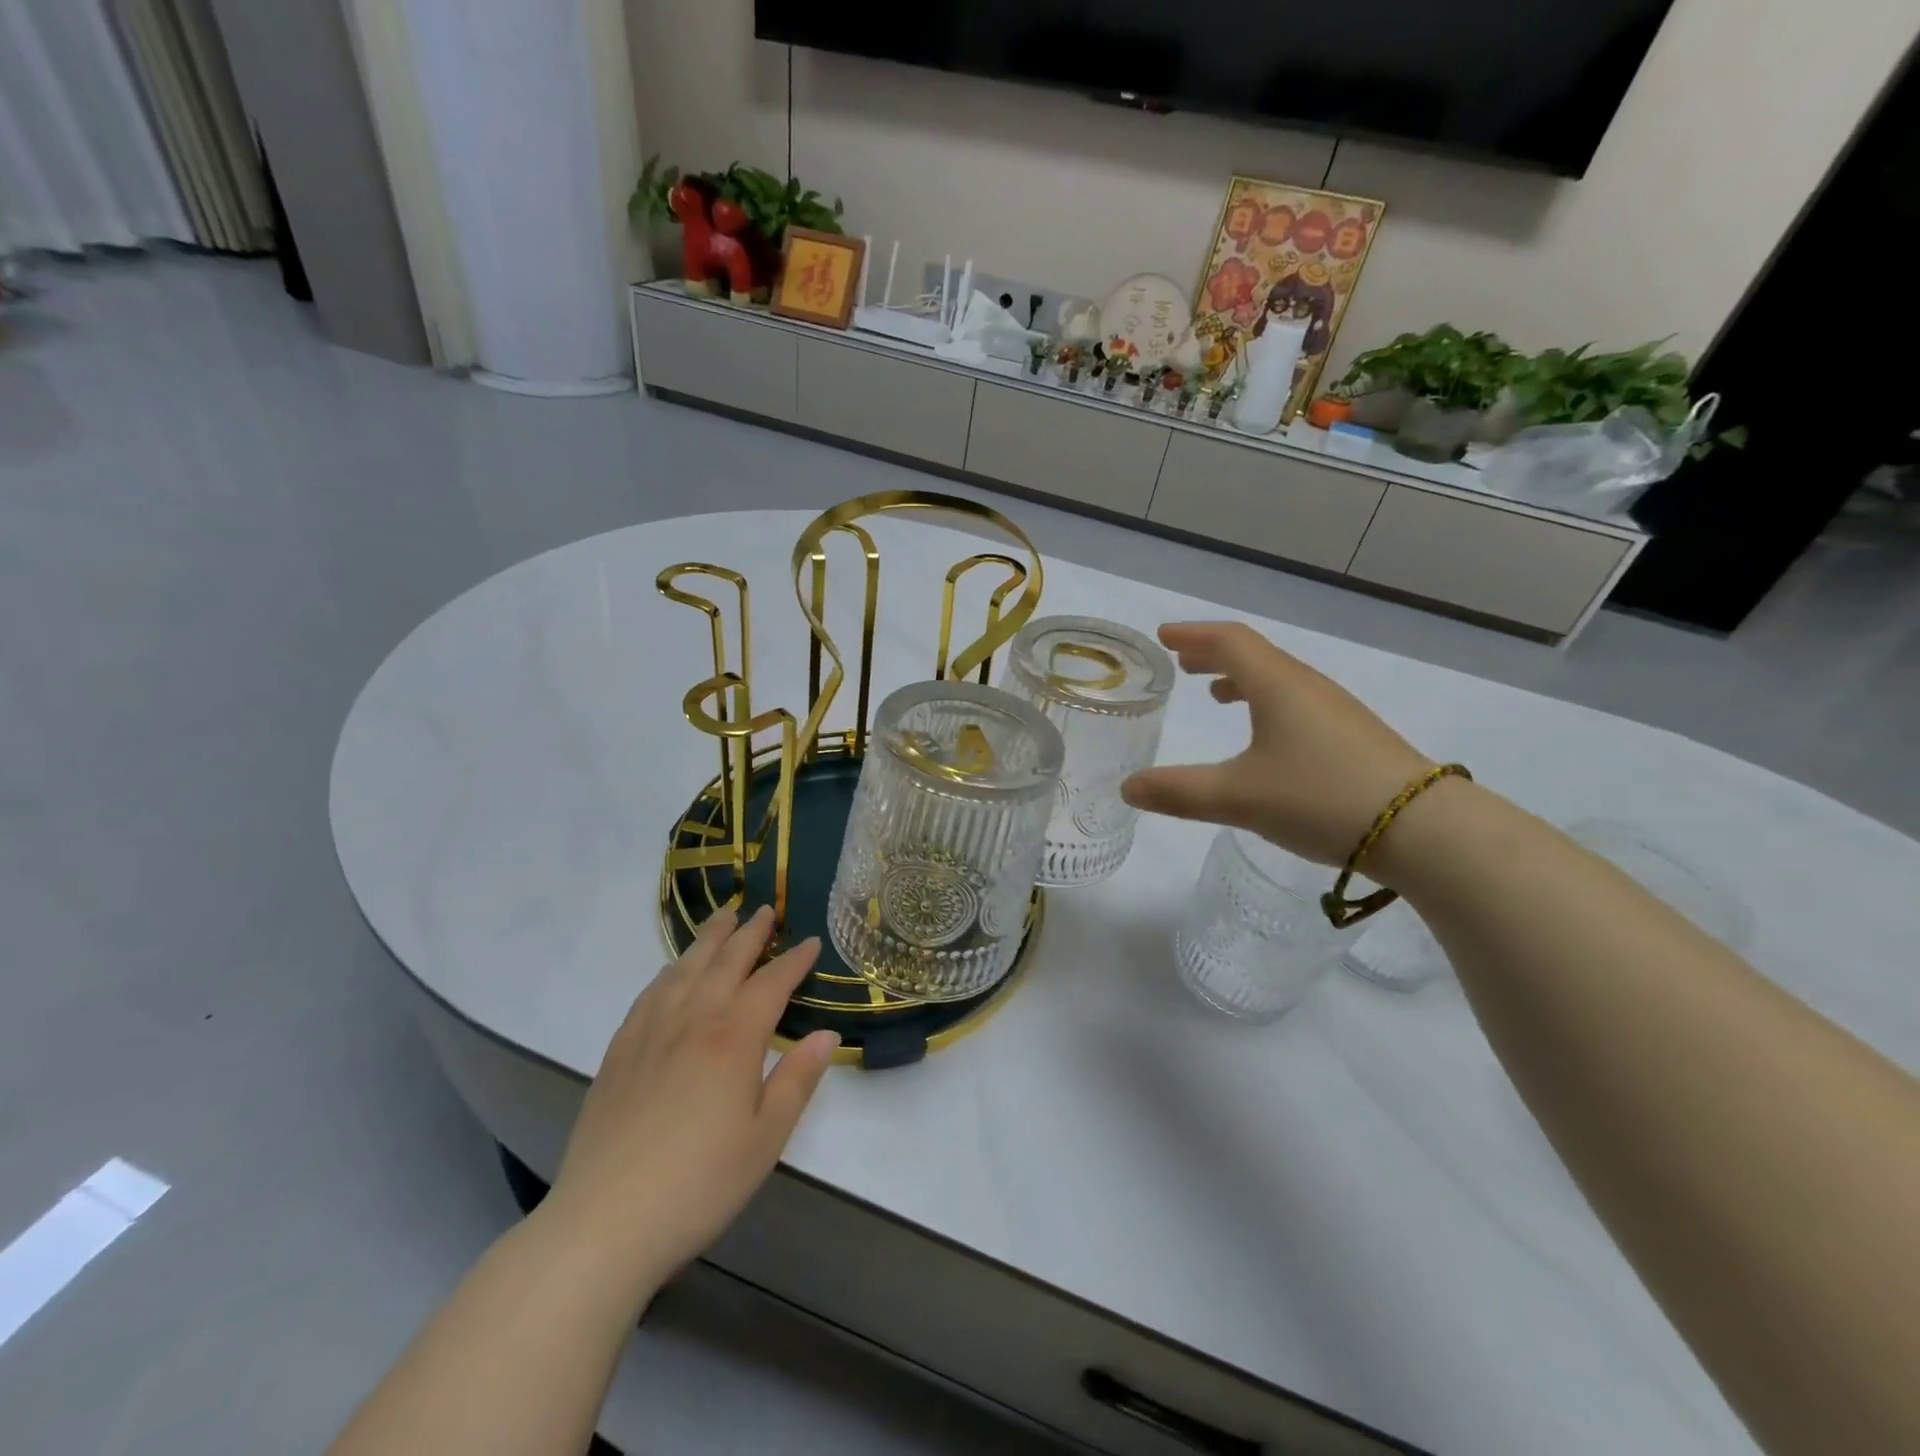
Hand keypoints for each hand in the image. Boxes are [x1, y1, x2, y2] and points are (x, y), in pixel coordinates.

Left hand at [537, 907, 838, 1300]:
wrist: (604, 1222)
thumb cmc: (700, 1183)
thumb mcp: (766, 1138)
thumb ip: (798, 1079)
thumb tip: (828, 1034)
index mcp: (734, 1037)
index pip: (772, 983)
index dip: (794, 960)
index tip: (811, 941)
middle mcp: (693, 1019)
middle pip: (726, 961)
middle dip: (750, 933)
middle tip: (765, 910)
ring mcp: (650, 1032)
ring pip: (685, 968)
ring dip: (708, 939)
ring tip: (723, 918)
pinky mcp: (619, 1051)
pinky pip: (649, 993)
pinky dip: (669, 971)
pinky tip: (672, 971)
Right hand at [1122, 622, 1433, 865]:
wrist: (1424, 830)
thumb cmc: (1320, 798)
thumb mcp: (1238, 798)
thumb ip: (1178, 791)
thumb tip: (1127, 788)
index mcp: (1277, 685)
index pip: (1228, 641)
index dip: (1193, 634)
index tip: (1163, 636)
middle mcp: (1307, 687)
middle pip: (1254, 655)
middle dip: (1213, 654)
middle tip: (1182, 661)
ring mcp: (1335, 711)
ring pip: (1278, 680)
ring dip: (1241, 679)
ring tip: (1216, 694)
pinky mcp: (1352, 737)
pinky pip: (1296, 703)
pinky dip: (1266, 703)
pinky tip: (1264, 738)